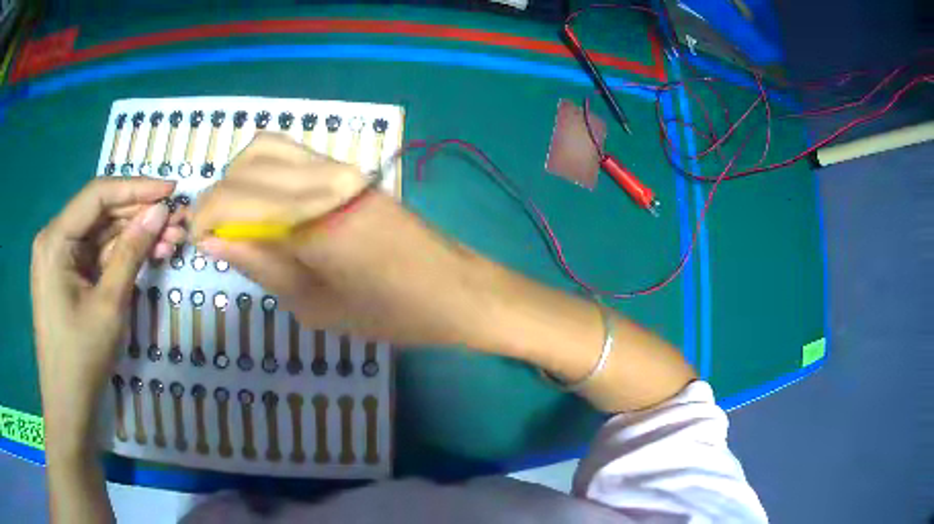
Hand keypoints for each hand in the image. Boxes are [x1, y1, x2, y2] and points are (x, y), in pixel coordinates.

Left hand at [31, 178, 182, 455]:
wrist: (69, 408)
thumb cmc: (82, 359)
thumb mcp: (109, 304)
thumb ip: (131, 252)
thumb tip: (160, 211)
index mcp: (54, 239)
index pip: (97, 196)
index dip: (136, 188)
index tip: (171, 190)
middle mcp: (55, 240)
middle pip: (101, 214)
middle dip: (139, 216)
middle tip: (177, 220)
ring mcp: (61, 259)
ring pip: (102, 235)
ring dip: (135, 236)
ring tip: (172, 240)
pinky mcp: (69, 277)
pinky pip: (98, 256)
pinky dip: (123, 255)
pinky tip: (149, 255)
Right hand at [191, 133, 489, 346]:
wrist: (456, 290)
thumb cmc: (391, 313)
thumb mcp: (314, 306)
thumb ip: (260, 264)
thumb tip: (213, 239)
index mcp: (309, 216)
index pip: (231, 196)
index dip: (204, 218)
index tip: (197, 244)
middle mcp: (322, 178)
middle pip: (246, 162)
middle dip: (218, 197)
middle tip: (218, 237)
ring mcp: (340, 169)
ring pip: (269, 150)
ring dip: (242, 181)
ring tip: (242, 224)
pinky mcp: (351, 173)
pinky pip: (295, 159)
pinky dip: (267, 177)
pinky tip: (270, 212)